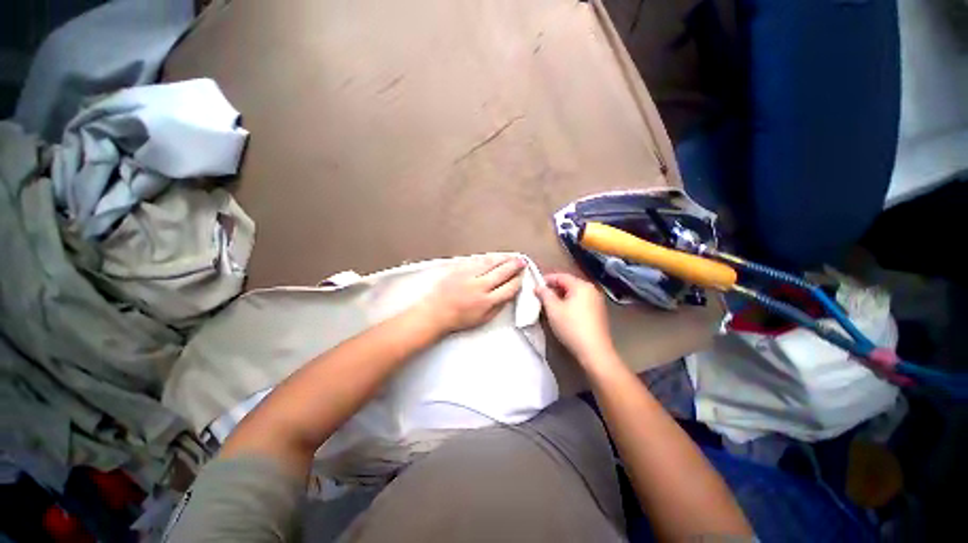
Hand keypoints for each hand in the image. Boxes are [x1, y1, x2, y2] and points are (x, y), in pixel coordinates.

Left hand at [416, 255, 525, 333]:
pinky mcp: (459, 268)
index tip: (521, 277)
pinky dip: (488, 257)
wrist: (435, 312)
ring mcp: (468, 275)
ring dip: (504, 258)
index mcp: (486, 301)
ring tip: (511, 256)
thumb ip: (498, 307)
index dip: (518, 280)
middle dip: (515, 265)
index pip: (509, 287)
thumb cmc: (457, 318)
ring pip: (491, 262)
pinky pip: (477, 259)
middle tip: (522, 261)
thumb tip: (509, 295)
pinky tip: (494, 256)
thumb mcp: (483, 319)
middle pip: (503, 272)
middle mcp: (479, 286)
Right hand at [535, 273, 614, 362]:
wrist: (594, 351)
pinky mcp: (598, 313)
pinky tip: (563, 313)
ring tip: (549, 304)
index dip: (547, 279)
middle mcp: (591, 290)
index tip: (535, 285)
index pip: (561, 276)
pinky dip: (570, 303)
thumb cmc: (571, 326)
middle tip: (541, 295)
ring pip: (575, 294)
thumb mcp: (553, 309)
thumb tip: (539, 287)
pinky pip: (581, 302)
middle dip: (554, 288)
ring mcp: (597, 302)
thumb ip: (545, 294)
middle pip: (569, 284)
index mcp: (581, 286)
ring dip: (561, 296)